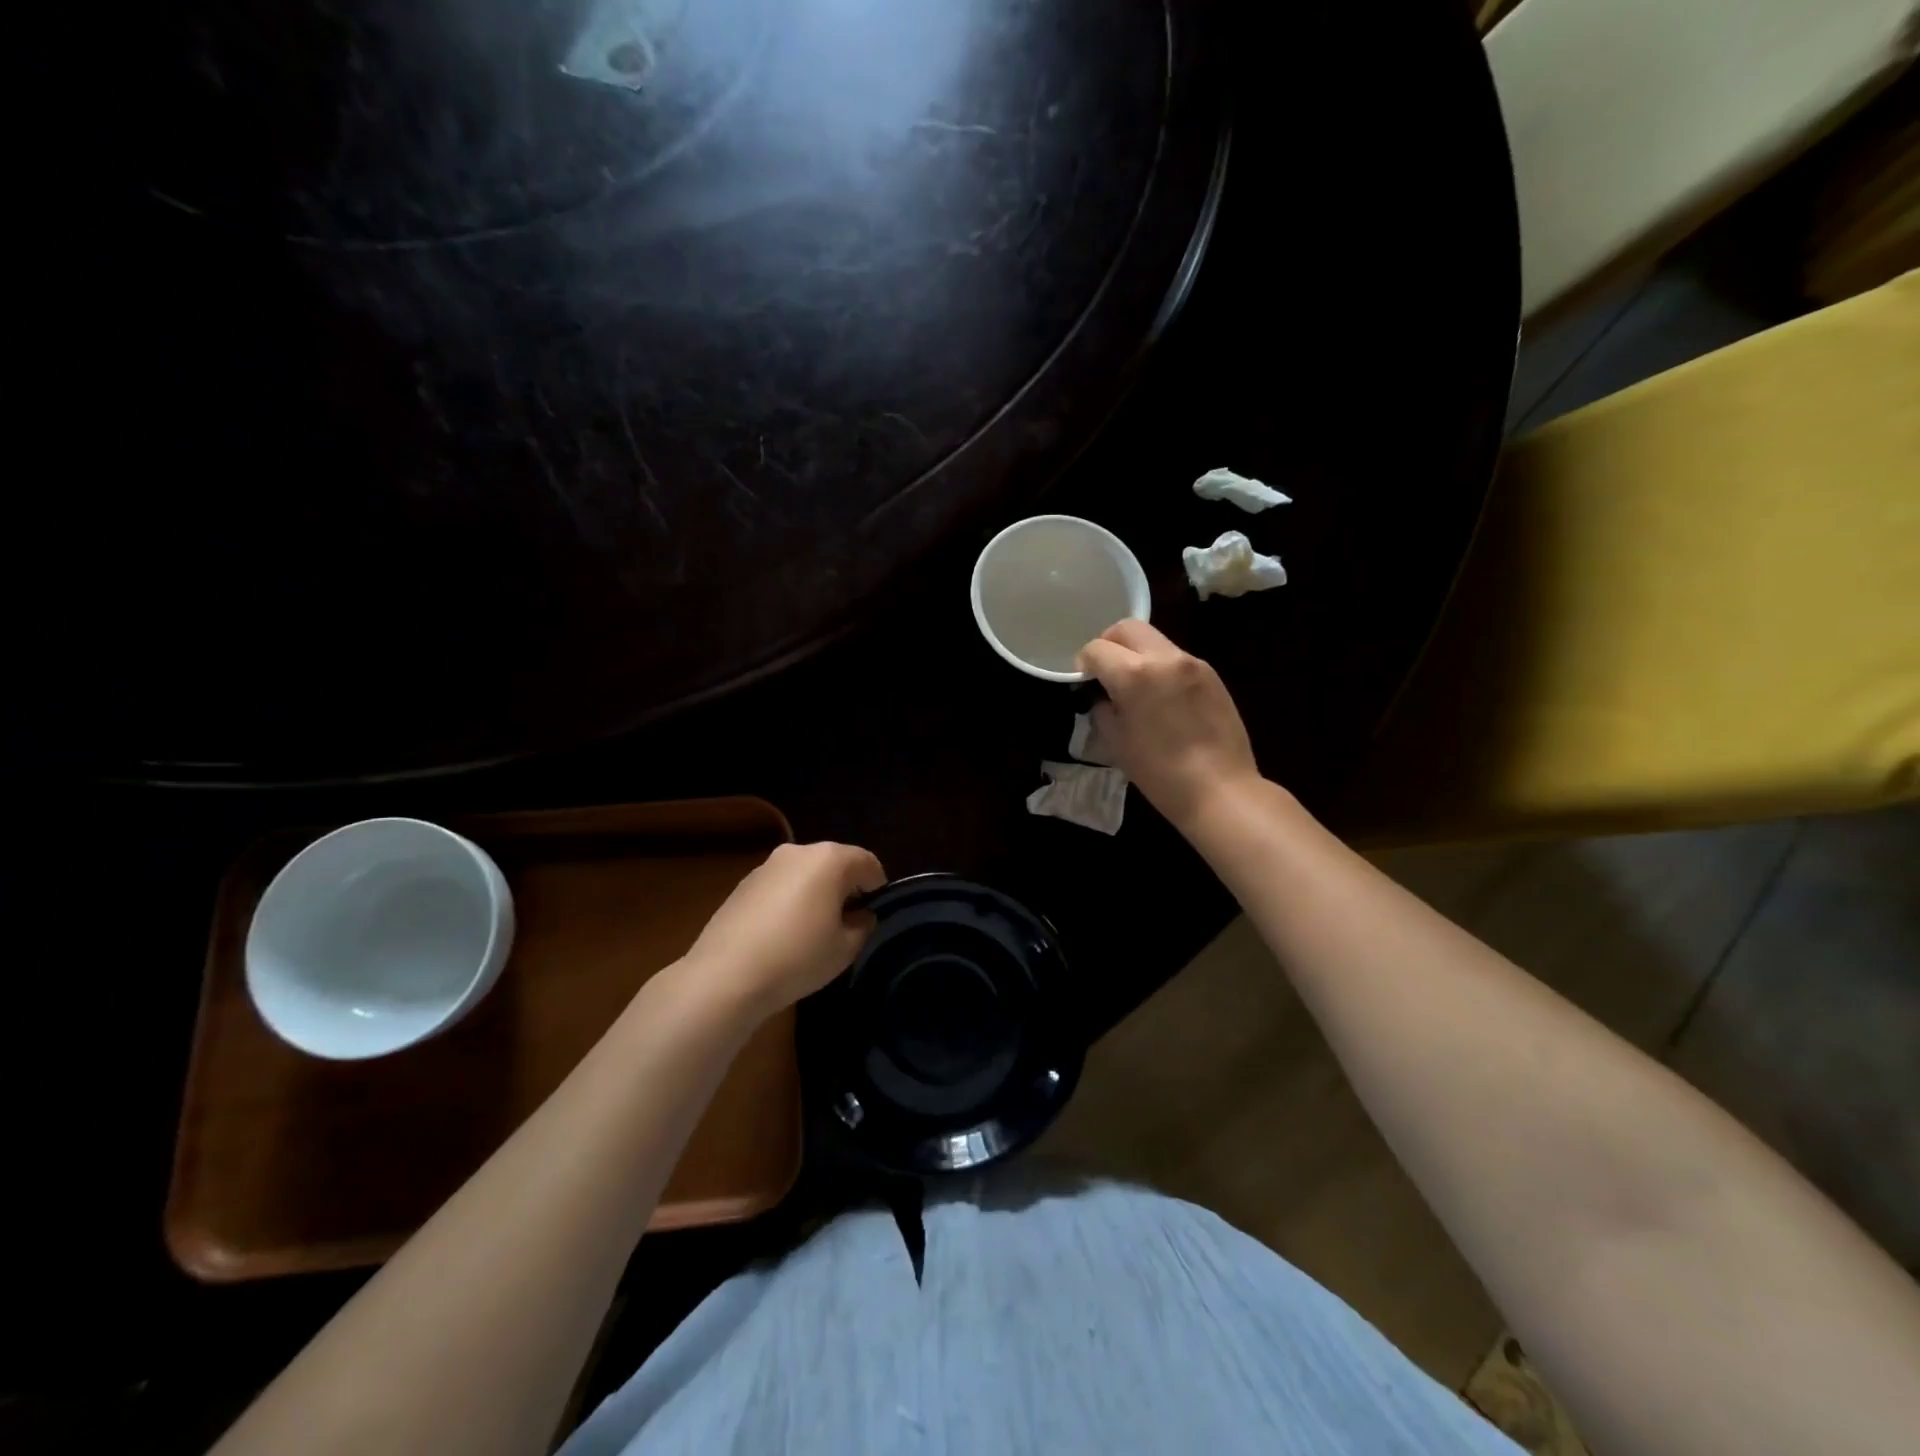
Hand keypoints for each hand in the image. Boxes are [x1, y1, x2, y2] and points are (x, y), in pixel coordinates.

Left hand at [683, 841, 886, 1016]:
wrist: (726, 975)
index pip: (867, 863)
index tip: (874, 912)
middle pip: (835, 862)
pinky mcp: (744, 883)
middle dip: (846, 886)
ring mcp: (767, 865)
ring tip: (814, 928)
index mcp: (830, 859)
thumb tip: (860, 915)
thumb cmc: (797, 957)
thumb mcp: (845, 948)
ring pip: (805, 872)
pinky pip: (781, 885)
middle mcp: (799, 852)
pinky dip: (790, 899)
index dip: (877, 886)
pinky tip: (784, 932)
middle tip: (848, 920)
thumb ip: (862, 925)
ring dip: (816, 891)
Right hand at [1077, 620, 1261, 830]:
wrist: (1219, 789)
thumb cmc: (1159, 772)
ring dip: (1137, 654)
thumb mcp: (1116, 742)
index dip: (1084, 663)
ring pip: (1154, 640)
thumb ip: (1102, 708)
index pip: (1097, 648)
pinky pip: (1177, 659)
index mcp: (1134, 674)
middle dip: (1109, 643)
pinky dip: (1161, 668)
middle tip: (1106, 671)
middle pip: (1127, 628)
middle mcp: (1164, 658)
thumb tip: (1101, 695)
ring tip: (1136, 687)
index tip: (1085, 681)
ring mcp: (1193, 663)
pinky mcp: (1212, 675)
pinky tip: (1163, 699)